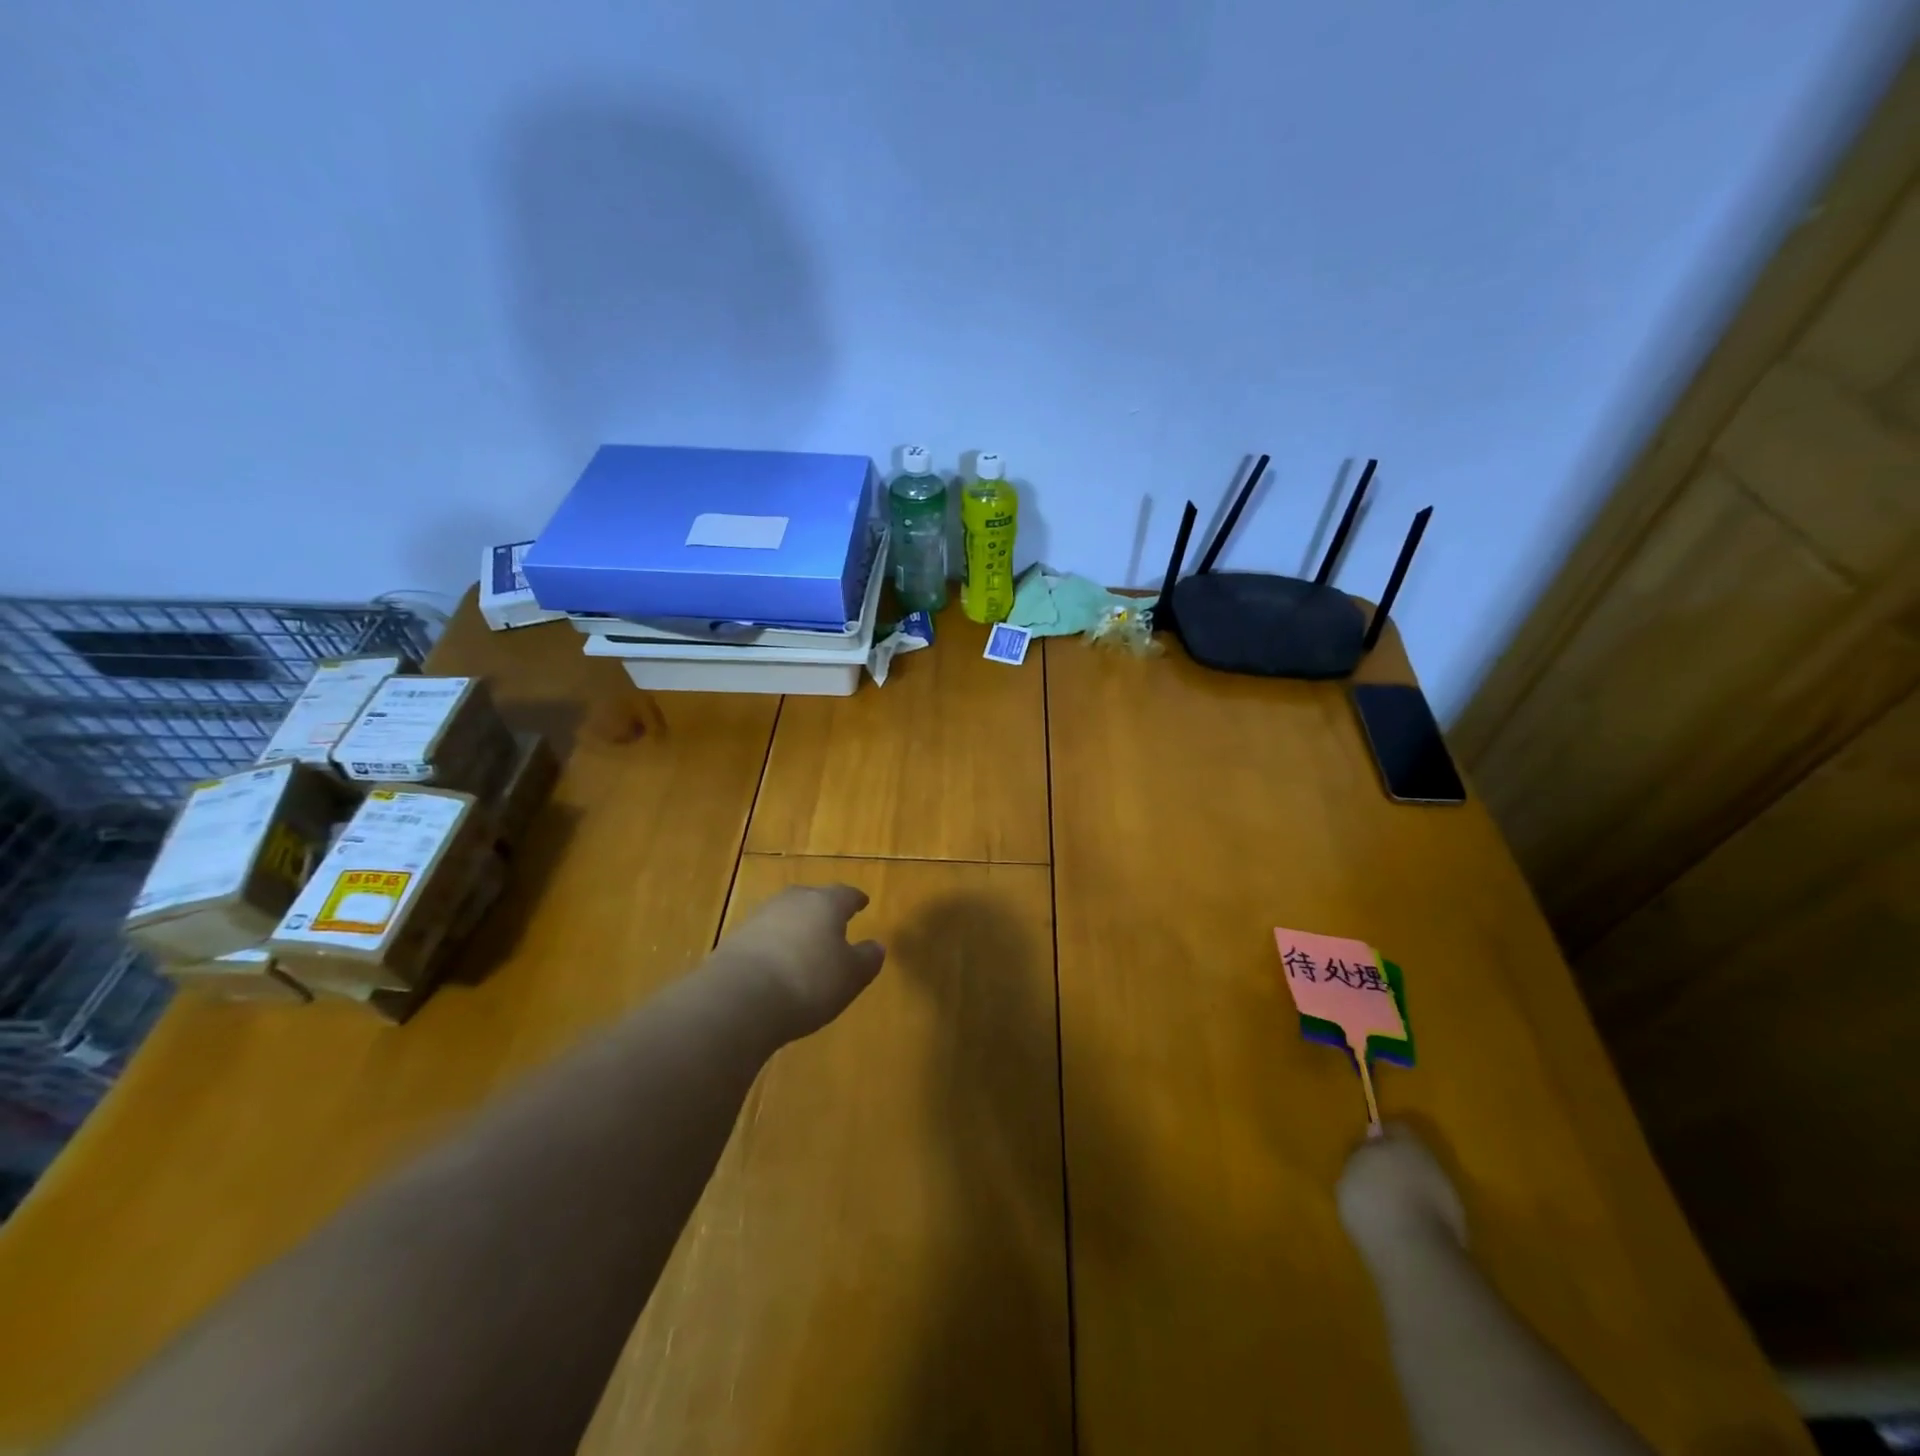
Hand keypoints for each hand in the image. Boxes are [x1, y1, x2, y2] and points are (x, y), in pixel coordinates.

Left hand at [715, 884, 885, 1041]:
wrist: (740, 999)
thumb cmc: (808, 982)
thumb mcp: (850, 976)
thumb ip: (867, 959)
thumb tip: (877, 946)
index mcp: (825, 903)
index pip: (845, 894)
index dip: (855, 900)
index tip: (862, 902)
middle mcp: (792, 901)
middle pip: (811, 899)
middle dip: (822, 909)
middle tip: (832, 922)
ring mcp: (759, 918)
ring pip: (784, 916)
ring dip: (795, 928)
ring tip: (803, 946)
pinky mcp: (734, 941)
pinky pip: (763, 938)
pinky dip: (773, 947)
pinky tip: (776, 965)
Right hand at [1337, 1123, 1467, 1262]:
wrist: (1413, 1253)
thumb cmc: (1372, 1197)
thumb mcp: (1350, 1169)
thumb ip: (1361, 1155)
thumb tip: (1370, 1147)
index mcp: (1407, 1141)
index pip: (1394, 1128)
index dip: (1379, 1138)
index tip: (1363, 1150)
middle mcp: (1433, 1164)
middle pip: (1412, 1158)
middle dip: (1396, 1167)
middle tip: (1373, 1180)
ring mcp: (1450, 1198)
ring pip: (1424, 1186)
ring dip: (1408, 1193)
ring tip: (1384, 1209)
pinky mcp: (1457, 1232)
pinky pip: (1430, 1213)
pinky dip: (1417, 1217)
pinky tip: (1399, 1228)